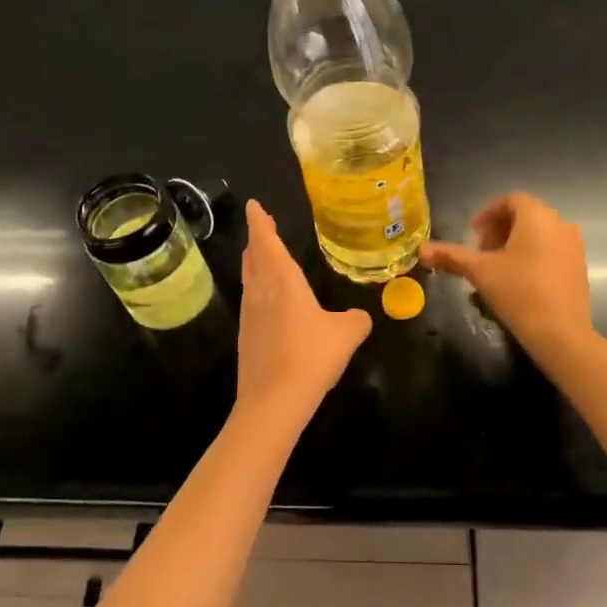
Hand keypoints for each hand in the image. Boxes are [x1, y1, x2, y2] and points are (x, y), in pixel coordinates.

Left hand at [235, 200, 371, 420]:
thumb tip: (359, 317)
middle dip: (258, 240)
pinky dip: (259, 290)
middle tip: (262, 227)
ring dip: (256, 264)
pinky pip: (252, 302)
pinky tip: (270, 302)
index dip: (260, 222)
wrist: (274, 401)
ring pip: (250, 280)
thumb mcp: (347, 334)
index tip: (253, 205)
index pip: (267, 242)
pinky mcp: (247, 337)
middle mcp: (261, 292)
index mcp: (283, 282)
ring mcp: (250, 316)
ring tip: (264, 257)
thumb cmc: (312, 356)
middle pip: (254, 258)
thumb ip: (356, 320)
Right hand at [421, 192, 591, 355]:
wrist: (561, 333)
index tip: (473, 233)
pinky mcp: (579, 266)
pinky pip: (552, 250)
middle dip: (500, 229)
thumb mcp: (480, 272)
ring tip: (497, 269)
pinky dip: (533, 255)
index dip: (488, 213)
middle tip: (482, 253)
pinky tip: (519, 282)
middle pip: (526, 215)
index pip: (511, 200)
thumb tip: (421, 250)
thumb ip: (451, 256)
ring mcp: (574, 245)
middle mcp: (560, 223)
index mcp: (537, 216)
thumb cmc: (518, 292)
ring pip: (539, 234)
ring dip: (515, 244)